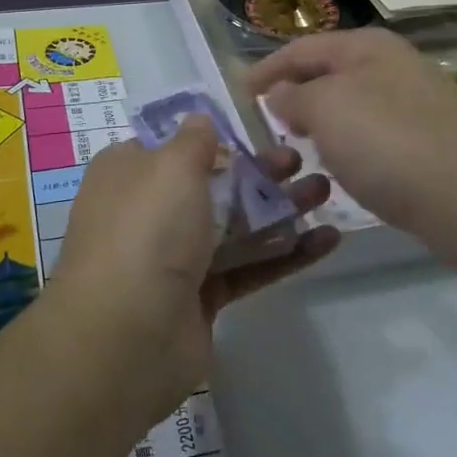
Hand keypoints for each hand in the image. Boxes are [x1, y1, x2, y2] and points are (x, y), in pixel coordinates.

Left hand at [51, 117, 337, 418]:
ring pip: (235, 224)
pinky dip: (285, 253)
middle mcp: (148, 211)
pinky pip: (248, 266)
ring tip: (325, 191)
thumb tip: (200, 120)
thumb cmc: (148, 229)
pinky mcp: (201, 296)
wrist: (127, 336)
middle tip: (301, 159)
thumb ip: (195, 138)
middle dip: (259, 171)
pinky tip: (328, 239)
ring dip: (280, 208)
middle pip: (213, 183)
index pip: (173, 145)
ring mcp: (174, 257)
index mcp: (128, 172)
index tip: (257, 127)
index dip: (214, 136)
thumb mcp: (171, 165)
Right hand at [247, 28, 456, 250]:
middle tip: (268, 121)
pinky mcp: (429, 138)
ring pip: (352, 103)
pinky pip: (374, 132)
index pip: (302, 48)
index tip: (239, 94)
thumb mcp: (325, 110)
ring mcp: (416, 101)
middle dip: (295, 94)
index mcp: (367, 46)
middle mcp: (394, 64)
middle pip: (329, 73)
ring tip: (299, 146)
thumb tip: (282, 94)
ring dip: (322, 121)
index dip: (267, 68)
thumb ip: (294, 96)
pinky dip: (349, 143)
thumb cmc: (386, 143)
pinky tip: (343, 167)